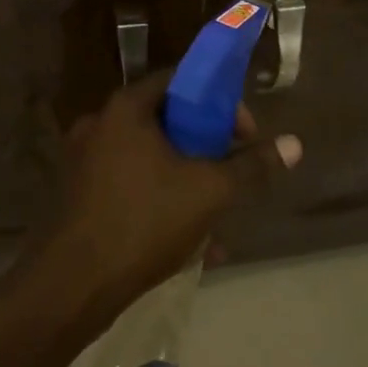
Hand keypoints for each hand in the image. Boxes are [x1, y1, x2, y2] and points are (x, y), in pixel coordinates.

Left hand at [33, 71, 301, 320]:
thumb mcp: (210, 192)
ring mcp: (85, 163)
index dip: (219, 101)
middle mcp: (100, 126)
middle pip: (167, 123)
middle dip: (207, 150)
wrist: (73, 285)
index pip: (180, 80)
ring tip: (219, 220)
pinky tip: (192, 247)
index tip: (243, 134)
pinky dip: (162, 205)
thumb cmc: (144, 221)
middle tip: (232, 174)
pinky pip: (132, 188)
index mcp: (126, 109)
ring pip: (151, 162)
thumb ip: (252, 166)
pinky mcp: (79, 197)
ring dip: (188, 184)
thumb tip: (294, 144)